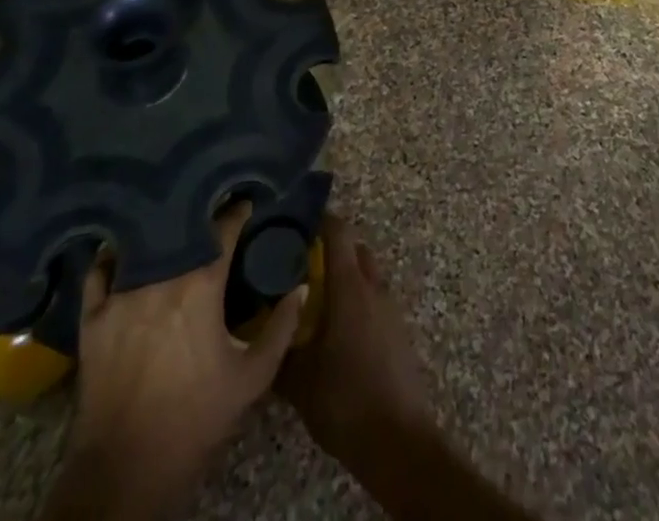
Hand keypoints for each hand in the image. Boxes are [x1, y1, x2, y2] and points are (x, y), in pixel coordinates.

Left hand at [45, 204, 305, 520]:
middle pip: (183, 230)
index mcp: (201, 286)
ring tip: (174, 225)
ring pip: (143, 244)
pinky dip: (112, 257)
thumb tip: (301, 286)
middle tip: (213, 210)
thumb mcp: (252, 378)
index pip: (224, 229)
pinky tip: (123, 251)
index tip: (248, 202)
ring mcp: (121, 296)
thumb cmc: (195, 421)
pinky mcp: (93, 318)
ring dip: (161, 232)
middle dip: (201, 216)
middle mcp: (160, 279)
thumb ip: (282, 328)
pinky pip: (99, 272)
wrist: (126, 473)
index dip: (239, 212)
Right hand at [278, 215, 434, 474]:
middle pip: (354, 249)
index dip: (320, 220)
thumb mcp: (299, 380)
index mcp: (350, 286)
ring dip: (345, 277)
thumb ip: (279, 349)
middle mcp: (373, 286)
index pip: (339, 232)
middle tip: (300, 265)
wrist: (396, 438)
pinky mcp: (397, 329)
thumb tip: (261, 331)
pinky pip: (374, 299)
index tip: (296, 223)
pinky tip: (337, 328)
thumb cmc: (345, 399)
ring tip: (315, 298)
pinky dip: (357, 300)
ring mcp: (389, 307)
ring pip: (366, 274)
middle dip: (331, 250)